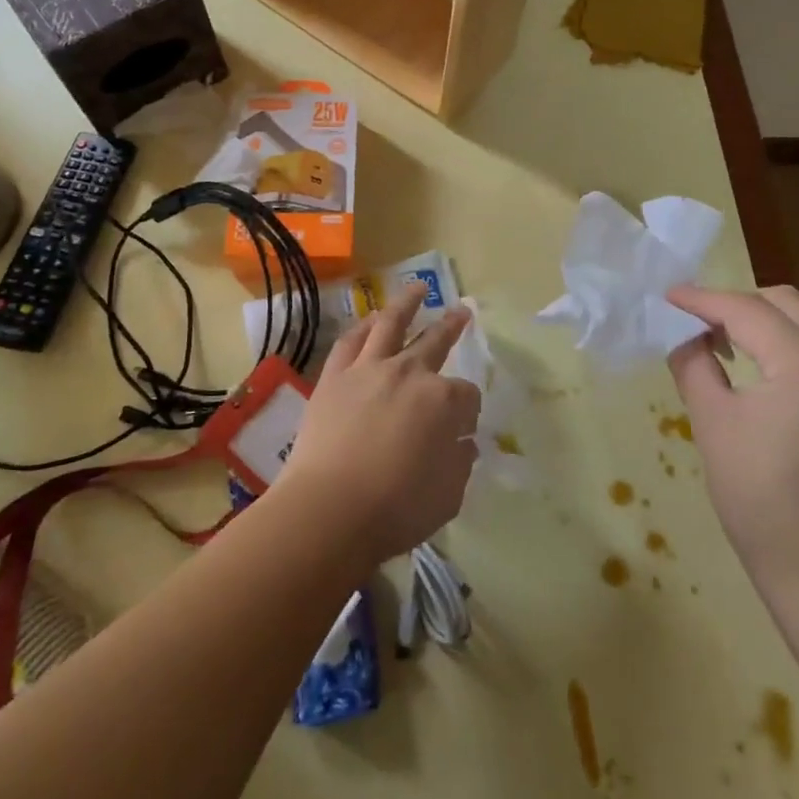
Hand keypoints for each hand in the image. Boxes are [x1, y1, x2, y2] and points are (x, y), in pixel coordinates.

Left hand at [275, 286, 480, 567]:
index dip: (468, 412)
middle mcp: (409, 373)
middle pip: (436, 341)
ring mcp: (369, 369)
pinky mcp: (335, 376)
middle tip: (462, 310)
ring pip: (391, 323)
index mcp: (443, 401)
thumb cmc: (396, 510)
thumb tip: (463, 444)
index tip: (462, 430)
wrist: (329, 510)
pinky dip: (364, 326)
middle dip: (452, 326)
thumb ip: (460, 464)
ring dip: (407, 303)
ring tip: (417, 287)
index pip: (467, 396)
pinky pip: (352, 340)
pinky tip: (371, 319)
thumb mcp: (448, 496)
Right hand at [665, 286, 798, 603]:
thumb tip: (687, 334)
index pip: (746, 311)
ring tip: (774, 325)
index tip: (672, 297)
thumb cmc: (759, 500)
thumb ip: (693, 365)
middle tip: (708, 326)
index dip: (703, 299)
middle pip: (790, 303)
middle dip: (741, 303)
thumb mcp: (711, 425)